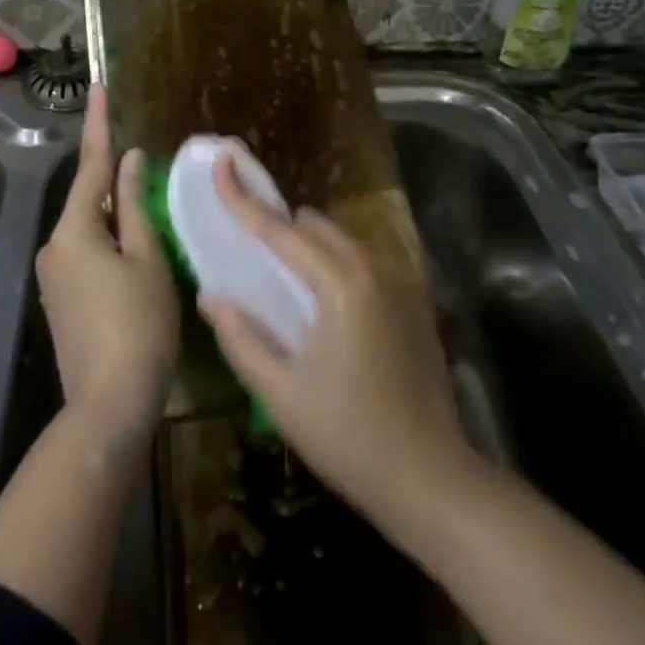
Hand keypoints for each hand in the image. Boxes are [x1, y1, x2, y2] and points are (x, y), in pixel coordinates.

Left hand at [35, 86, 178, 467]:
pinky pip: (85, 252)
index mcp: (74, 231)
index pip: (90, 165)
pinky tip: (135, 251)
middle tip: (145, 165)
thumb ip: (135, 205)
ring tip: (149, 214)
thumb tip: (129, 160)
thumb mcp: (147, 259)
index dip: (99, 125)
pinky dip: (109, 240)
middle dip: (114, 180)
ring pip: (88, 227)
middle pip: (88, 199)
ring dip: (115, 215)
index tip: (99, 88)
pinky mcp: (60, 298)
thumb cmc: (139, 325)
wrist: (109, 405)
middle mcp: (54, 247)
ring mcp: (52, 275)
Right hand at [200, 156, 475, 522]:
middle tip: (246, 244)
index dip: (244, 199)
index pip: (280, 231)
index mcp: (340, 286)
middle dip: (277, 225)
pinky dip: (335, 260)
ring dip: (308, 243)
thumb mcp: (282, 395)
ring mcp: (400, 281)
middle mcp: (373, 268)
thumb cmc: (350, 439)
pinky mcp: (414, 299)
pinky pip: (364, 258)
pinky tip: (323, 298)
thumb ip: (242, 338)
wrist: (433, 480)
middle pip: (313, 227)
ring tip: (281, 274)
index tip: (222, 165)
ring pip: (341, 239)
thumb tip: (211, 295)